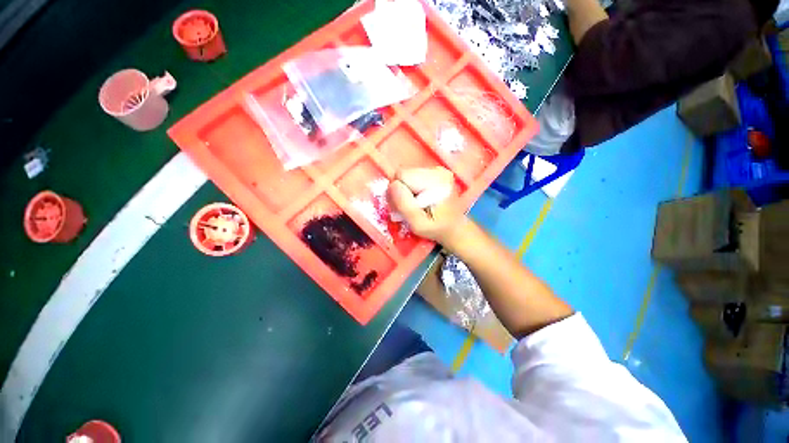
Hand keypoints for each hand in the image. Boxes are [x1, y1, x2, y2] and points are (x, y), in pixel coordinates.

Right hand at [387, 167, 466, 244]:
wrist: (455, 227)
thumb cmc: (437, 229)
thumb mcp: (418, 225)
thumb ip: (405, 206)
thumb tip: (393, 185)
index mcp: (437, 181)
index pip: (401, 176)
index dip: (398, 193)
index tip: (406, 208)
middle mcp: (438, 170)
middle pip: (402, 173)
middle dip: (401, 191)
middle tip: (410, 207)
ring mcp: (437, 169)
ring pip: (406, 174)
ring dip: (406, 190)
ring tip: (417, 204)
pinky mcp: (435, 171)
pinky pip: (412, 175)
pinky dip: (412, 187)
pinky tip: (421, 198)